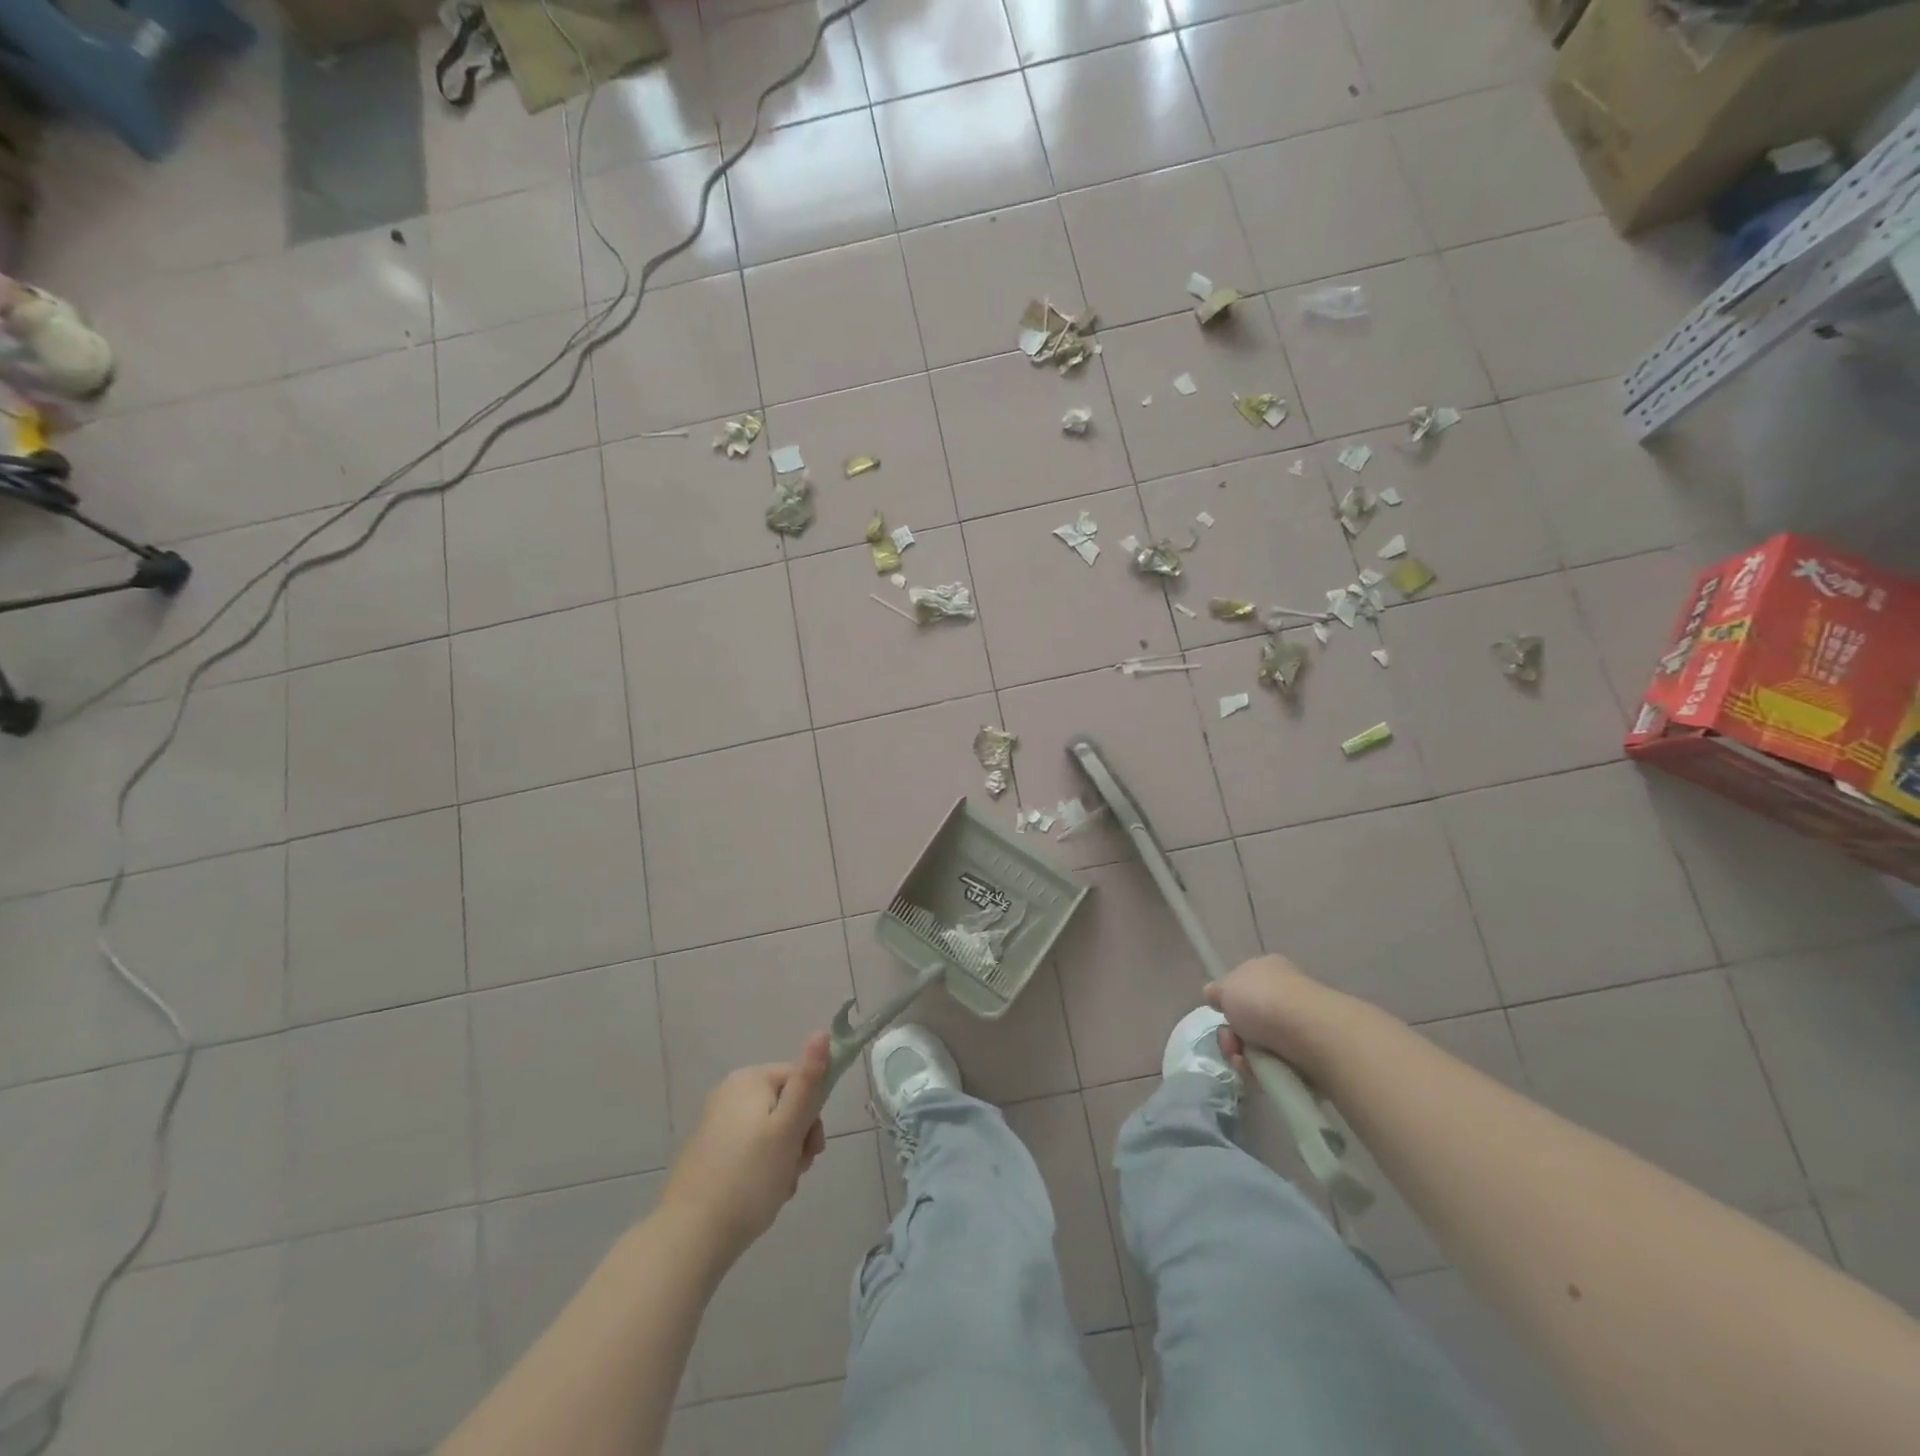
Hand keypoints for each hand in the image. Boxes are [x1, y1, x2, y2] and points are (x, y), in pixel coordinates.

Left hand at [660, 1032, 831, 1266]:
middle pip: (786, 1107)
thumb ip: (808, 1081)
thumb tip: (823, 1032)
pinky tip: (759, 1196)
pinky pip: (750, 1151)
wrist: (690, 1238)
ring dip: (784, 1159)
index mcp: (749, 1080)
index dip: (813, 1115)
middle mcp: (730, 1093)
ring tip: (777, 1189)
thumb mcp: (788, 1129)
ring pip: (771, 1133)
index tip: (811, 1149)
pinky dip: (762, 1170)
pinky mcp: (709, 1153)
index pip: (801, 1080)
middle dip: (798, 1141)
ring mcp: (716, 1124)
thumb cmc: (748, 1178)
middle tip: (794, 1171)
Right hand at [1205, 954, 1363, 1078]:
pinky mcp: (1312, 1055)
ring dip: (1245, 1058)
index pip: (1243, 986)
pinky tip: (1262, 1074)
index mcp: (1269, 970)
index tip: (1221, 1015)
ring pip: (1261, 1047)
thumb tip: (1214, 995)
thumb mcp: (1225, 987)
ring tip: (1246, 1063)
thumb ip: (1217, 992)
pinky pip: (1279, 1067)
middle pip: (1248, 1021)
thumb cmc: (1263, 1001)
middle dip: (1233, 1036)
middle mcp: (1287, 994)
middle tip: (1231, 1044)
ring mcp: (1301, 1026)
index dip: (1228, 1003)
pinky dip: (1266, 1073)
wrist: (1310, 1033)